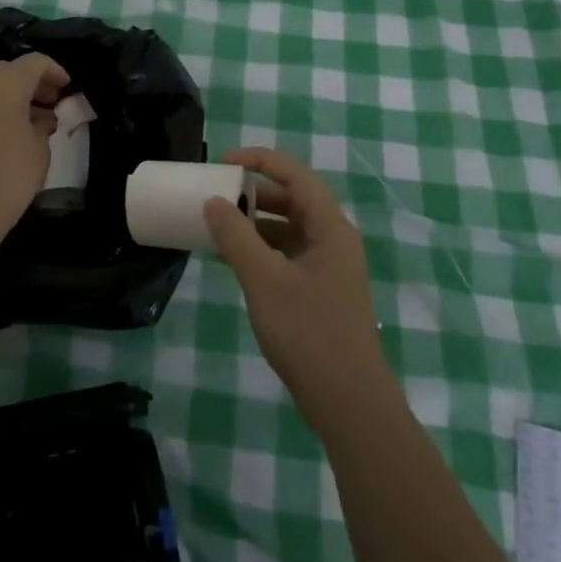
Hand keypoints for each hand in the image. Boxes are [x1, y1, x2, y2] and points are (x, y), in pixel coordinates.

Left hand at [0, 53, 69, 242]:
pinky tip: (11, 135)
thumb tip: (41, 118)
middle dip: (32, 82)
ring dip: (13, 96)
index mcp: (5, 85)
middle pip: (9, 71)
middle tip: (51, 101)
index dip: (55, 71)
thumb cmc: (11, 174)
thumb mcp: (40, 148)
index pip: (34, 62)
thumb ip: (44, 124)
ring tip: (34, 120)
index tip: (67, 87)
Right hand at [205, 148, 396, 428]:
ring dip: (254, 223)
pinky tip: (232, 259)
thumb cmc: (308, 333)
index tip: (222, 162)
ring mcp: (328, 267)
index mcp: (330, 228)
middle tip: (216, 195)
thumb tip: (213, 202)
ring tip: (217, 226)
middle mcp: (333, 240)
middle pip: (293, 200)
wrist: (347, 401)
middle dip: (253, 193)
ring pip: (288, 229)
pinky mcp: (320, 291)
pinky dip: (260, 250)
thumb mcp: (264, 280)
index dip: (260, 160)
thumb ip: (236, 237)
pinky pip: (286, 255)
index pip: (295, 175)